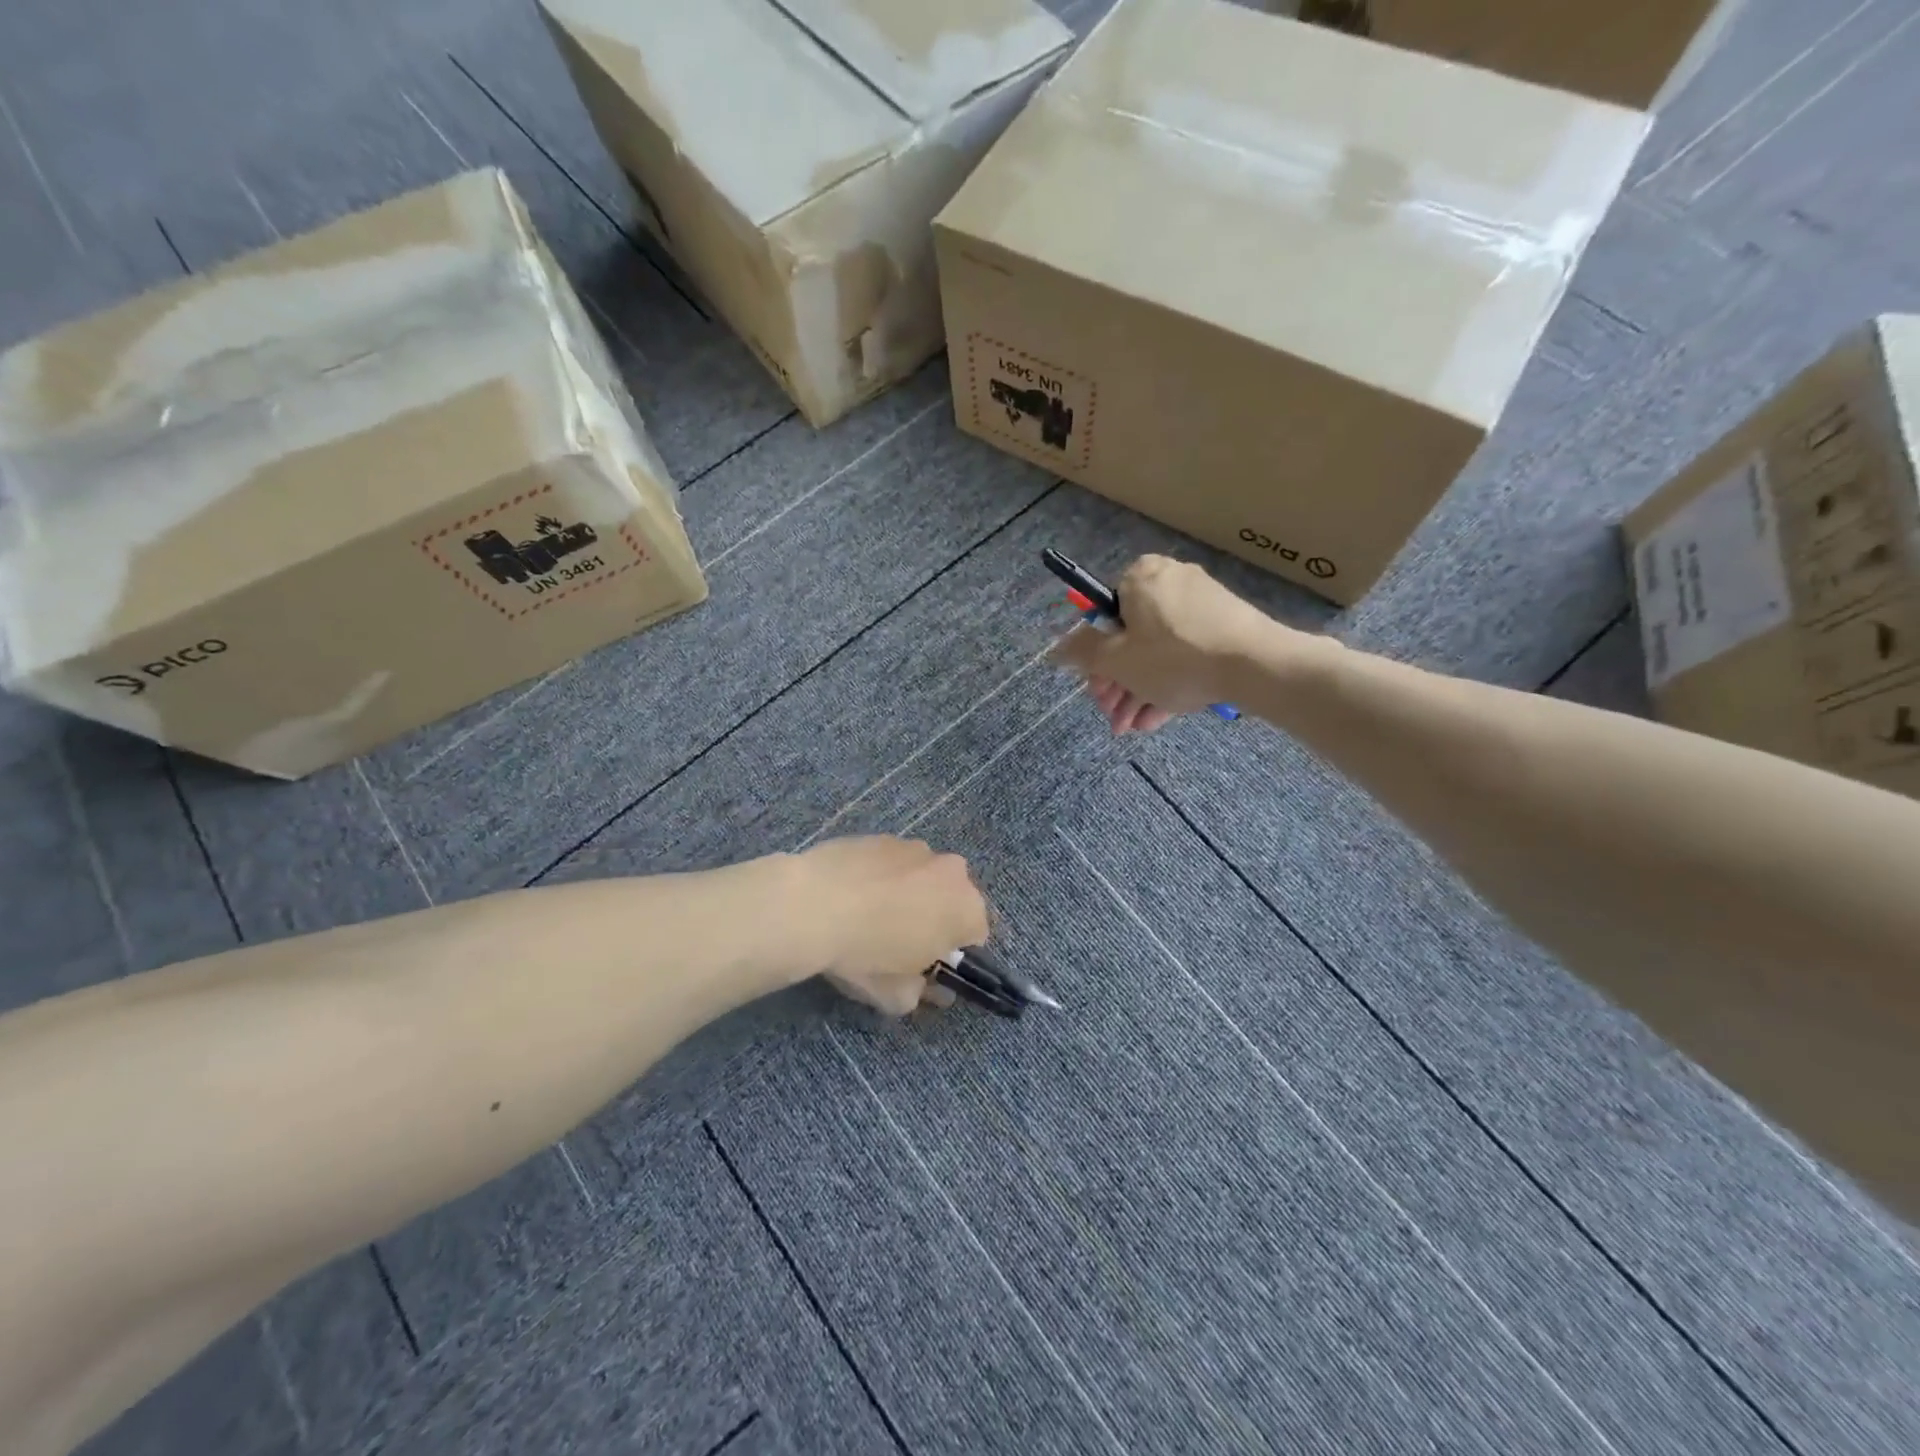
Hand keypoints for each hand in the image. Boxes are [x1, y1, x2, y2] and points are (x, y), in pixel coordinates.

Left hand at [794, 837, 990, 1015]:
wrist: (810, 905)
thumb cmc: (865, 954)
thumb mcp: (895, 995)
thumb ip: (921, 993)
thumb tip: (925, 987)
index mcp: (967, 909)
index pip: (976, 935)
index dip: (950, 953)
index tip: (924, 965)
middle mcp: (951, 870)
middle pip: (951, 899)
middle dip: (934, 917)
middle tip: (899, 941)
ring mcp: (915, 847)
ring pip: (922, 876)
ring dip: (908, 893)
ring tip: (869, 914)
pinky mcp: (881, 835)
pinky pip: (891, 862)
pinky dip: (881, 876)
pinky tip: (851, 894)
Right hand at [1048, 555, 1274, 733]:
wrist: (1256, 665)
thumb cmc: (1174, 657)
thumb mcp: (1116, 660)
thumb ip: (1081, 653)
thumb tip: (1054, 649)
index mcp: (1140, 577)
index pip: (1103, 613)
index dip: (1095, 657)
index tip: (1096, 688)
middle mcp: (1170, 581)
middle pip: (1130, 636)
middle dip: (1117, 683)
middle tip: (1113, 716)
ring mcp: (1201, 603)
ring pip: (1157, 651)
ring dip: (1138, 691)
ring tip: (1132, 727)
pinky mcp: (1224, 626)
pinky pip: (1185, 654)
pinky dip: (1168, 683)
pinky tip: (1156, 719)